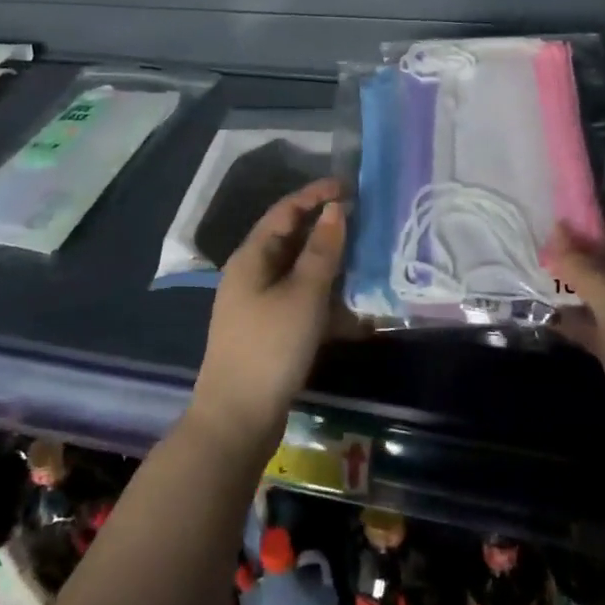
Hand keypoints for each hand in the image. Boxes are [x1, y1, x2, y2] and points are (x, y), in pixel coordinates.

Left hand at [187, 177, 344, 460]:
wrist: (238, 419)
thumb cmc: (271, 347)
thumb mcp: (303, 294)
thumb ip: (322, 250)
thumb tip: (335, 210)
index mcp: (252, 257)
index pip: (285, 211)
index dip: (315, 194)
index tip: (350, 185)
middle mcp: (252, 275)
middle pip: (292, 239)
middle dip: (327, 229)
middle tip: (364, 220)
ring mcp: (259, 305)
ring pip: (300, 273)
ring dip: (331, 266)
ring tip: (367, 261)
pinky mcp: (270, 332)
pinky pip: (302, 303)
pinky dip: (327, 301)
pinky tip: (356, 313)